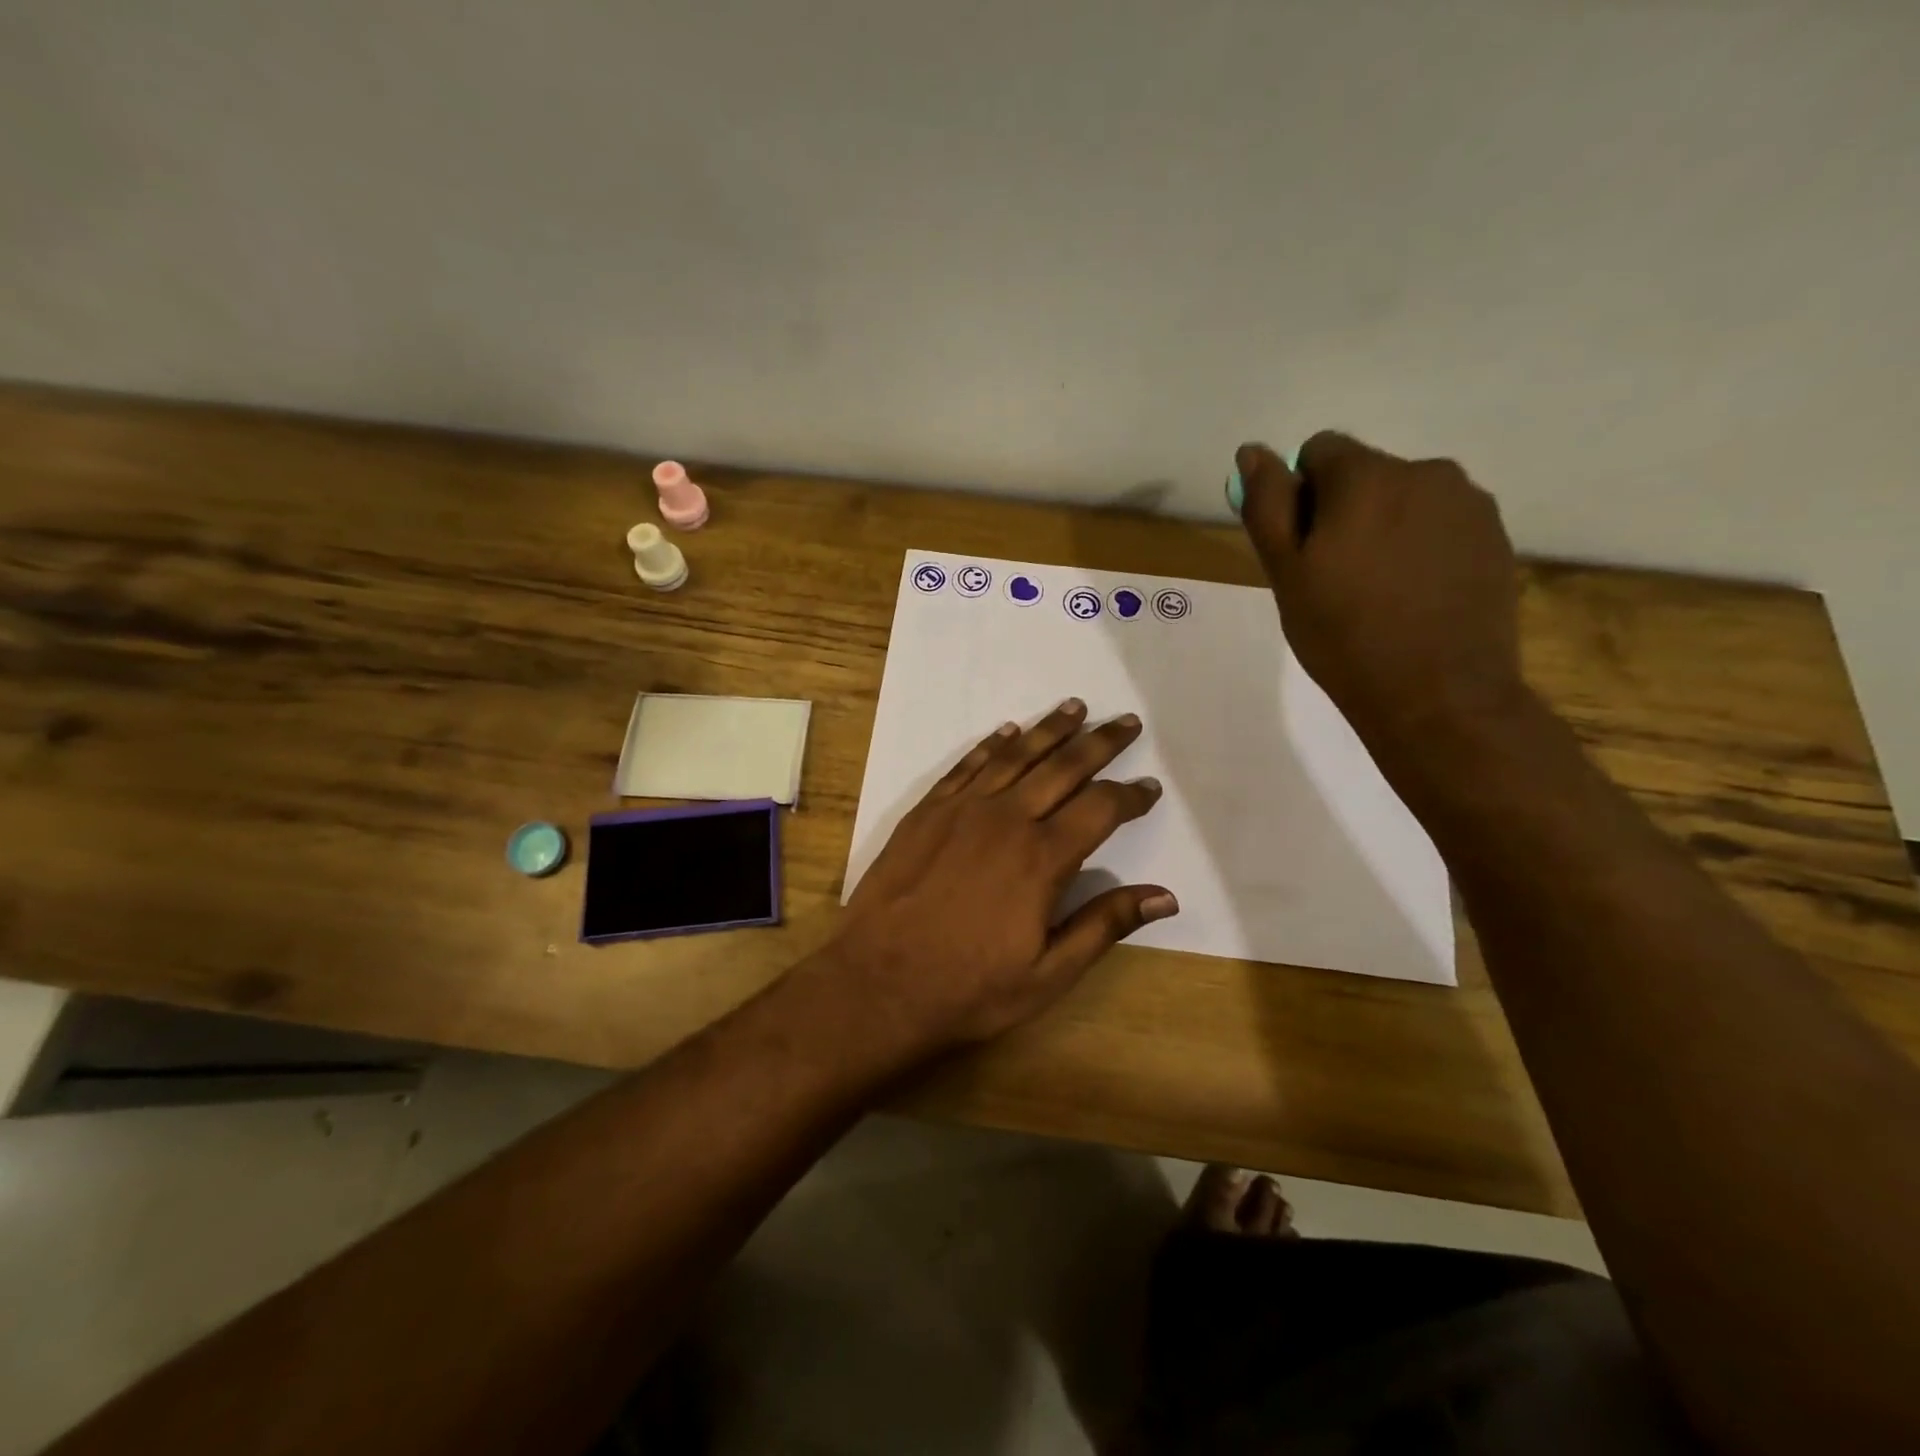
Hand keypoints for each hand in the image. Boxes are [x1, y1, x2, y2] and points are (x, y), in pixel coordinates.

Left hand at [820, 699, 1174, 1058]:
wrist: (878, 983)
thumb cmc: (969, 988)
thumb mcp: (1048, 974)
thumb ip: (1105, 925)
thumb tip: (1166, 897)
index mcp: (1042, 858)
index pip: (1101, 808)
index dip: (1131, 795)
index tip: (1150, 786)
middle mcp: (1006, 819)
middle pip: (1063, 766)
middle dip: (1100, 742)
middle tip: (1127, 721)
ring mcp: (961, 810)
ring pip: (1015, 755)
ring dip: (1049, 729)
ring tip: (1075, 707)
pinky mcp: (927, 811)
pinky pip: (966, 765)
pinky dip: (991, 744)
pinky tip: (1007, 731)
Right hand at [1236, 433, 1527, 758]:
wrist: (1439, 695)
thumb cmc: (1343, 636)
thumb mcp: (1286, 573)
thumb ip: (1268, 504)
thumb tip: (1253, 451)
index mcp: (1367, 476)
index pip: (1319, 451)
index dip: (1301, 496)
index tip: (1303, 549)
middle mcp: (1426, 472)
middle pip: (1366, 473)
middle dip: (1344, 511)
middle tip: (1335, 578)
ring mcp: (1469, 504)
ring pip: (1406, 499)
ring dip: (1385, 527)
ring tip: (1379, 591)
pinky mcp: (1496, 537)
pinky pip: (1442, 525)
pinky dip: (1421, 547)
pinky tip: (1416, 597)